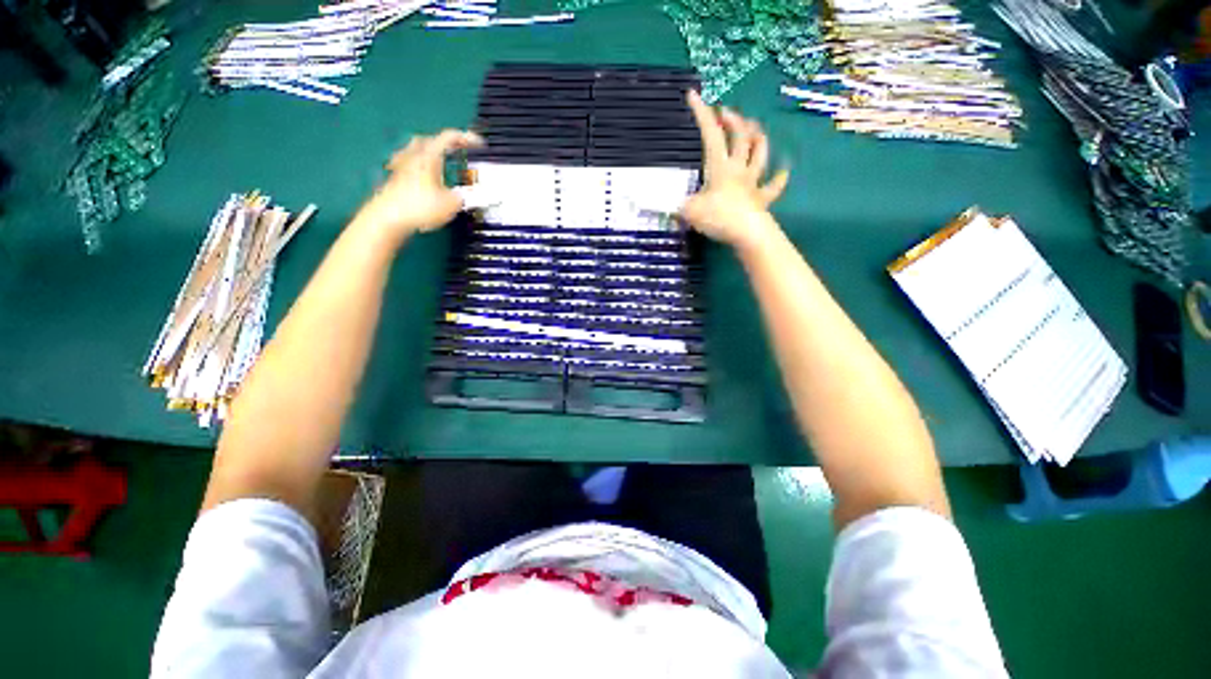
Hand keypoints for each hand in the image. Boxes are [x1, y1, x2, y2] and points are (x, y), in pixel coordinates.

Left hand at [355, 129, 483, 242]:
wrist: (388, 217)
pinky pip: (410, 163)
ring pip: (417, 149)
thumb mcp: (451, 204)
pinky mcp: (395, 178)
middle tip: (459, 149)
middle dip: (446, 142)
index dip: (466, 138)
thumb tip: (464, 195)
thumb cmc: (421, 207)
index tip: (480, 144)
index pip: (449, 137)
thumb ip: (462, 197)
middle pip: (430, 139)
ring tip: (441, 159)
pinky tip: (423, 174)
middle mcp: (414, 156)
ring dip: (431, 151)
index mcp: (429, 156)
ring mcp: (401, 166)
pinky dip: (420, 165)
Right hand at [681, 91, 788, 249]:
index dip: (702, 113)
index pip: (710, 134)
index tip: (694, 94)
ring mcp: (753, 182)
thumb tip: (665, 205)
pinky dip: (779, 177)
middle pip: (739, 137)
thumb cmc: (718, 217)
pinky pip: (774, 186)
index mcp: (719, 167)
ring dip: (758, 138)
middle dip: (732, 120)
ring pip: (760, 153)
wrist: (747, 233)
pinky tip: (784, 170)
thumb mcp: (689, 212)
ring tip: (754, 128)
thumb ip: (677, 206)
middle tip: (725, 112)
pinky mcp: (762, 199)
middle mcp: (738, 168)